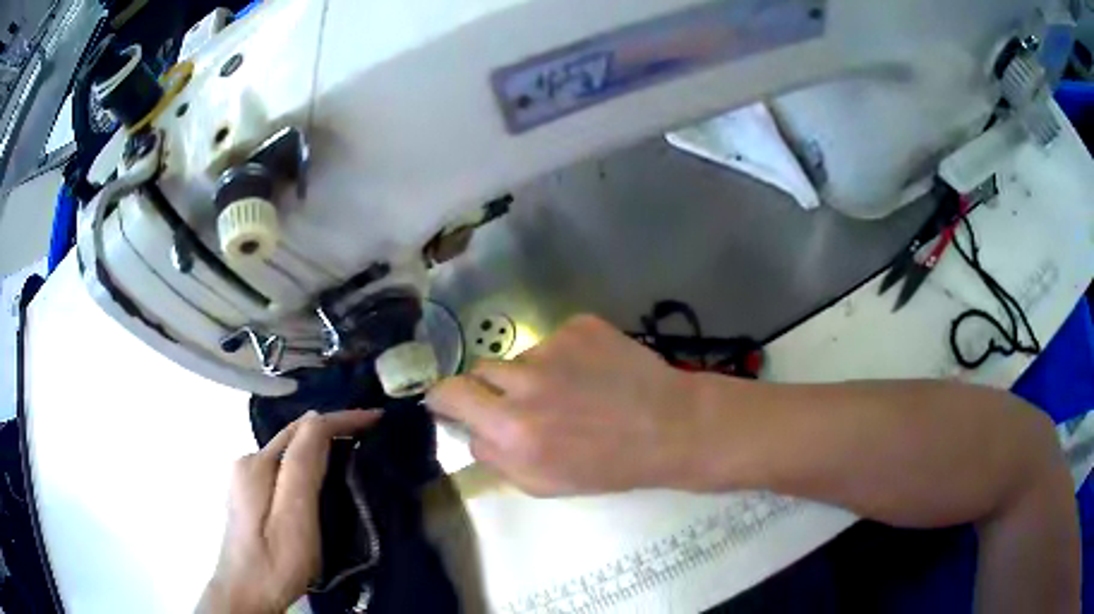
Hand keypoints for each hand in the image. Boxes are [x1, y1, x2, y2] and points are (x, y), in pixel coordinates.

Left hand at [197, 410, 379, 613]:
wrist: (246, 593)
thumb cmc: (275, 562)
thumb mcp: (295, 517)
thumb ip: (303, 468)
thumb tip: (317, 422)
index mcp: (258, 464)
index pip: (305, 428)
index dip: (342, 419)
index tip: (376, 418)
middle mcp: (247, 462)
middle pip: (294, 436)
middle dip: (332, 429)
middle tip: (370, 433)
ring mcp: (245, 479)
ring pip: (289, 452)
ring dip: (320, 447)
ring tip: (354, 452)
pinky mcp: (249, 496)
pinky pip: (284, 467)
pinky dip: (308, 464)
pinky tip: (323, 479)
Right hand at [426, 315, 705, 495]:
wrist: (669, 426)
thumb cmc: (608, 465)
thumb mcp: (544, 483)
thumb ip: (496, 458)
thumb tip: (470, 430)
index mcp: (513, 430)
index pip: (449, 394)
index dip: (445, 398)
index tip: (451, 402)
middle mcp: (526, 383)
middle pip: (478, 370)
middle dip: (488, 387)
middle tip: (518, 401)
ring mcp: (554, 347)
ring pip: (519, 356)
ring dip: (531, 373)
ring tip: (571, 391)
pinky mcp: (579, 325)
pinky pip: (552, 340)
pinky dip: (563, 356)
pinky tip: (592, 374)